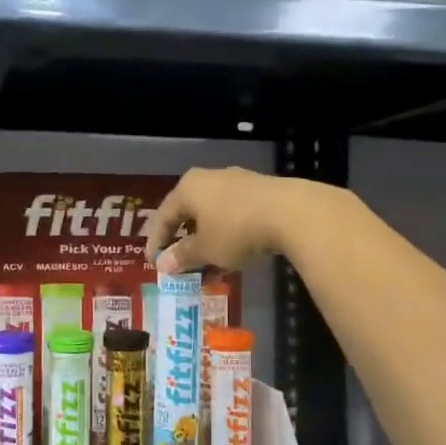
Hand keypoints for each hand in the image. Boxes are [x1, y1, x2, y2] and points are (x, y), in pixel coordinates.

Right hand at [144, 167, 318, 274]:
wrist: (292, 213)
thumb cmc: (236, 229)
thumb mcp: (206, 249)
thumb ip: (183, 256)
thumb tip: (164, 265)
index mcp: (189, 188)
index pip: (164, 215)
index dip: (156, 241)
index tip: (153, 263)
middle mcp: (210, 179)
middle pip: (189, 212)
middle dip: (183, 240)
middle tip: (179, 262)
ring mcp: (238, 183)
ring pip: (213, 215)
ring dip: (207, 241)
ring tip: (207, 266)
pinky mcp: (262, 192)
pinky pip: (234, 216)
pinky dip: (227, 236)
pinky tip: (232, 256)